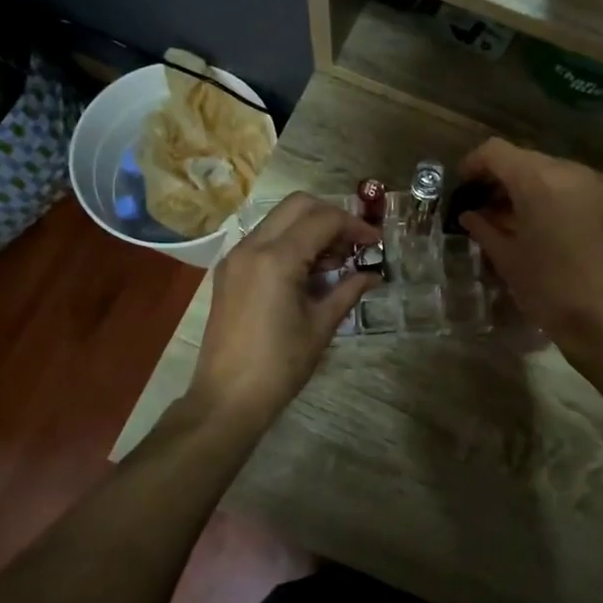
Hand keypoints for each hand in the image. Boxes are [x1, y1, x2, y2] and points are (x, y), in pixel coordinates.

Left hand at [190, 193, 378, 427]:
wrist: (227, 398)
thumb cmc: (280, 365)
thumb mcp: (321, 326)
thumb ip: (348, 291)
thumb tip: (372, 275)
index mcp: (276, 259)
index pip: (323, 219)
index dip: (354, 226)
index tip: (375, 243)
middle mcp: (251, 247)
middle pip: (298, 205)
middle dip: (331, 217)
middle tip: (354, 244)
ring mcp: (235, 257)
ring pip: (279, 219)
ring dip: (310, 228)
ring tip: (335, 261)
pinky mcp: (228, 271)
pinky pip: (264, 239)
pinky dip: (290, 242)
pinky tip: (308, 272)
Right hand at [456, 138, 602, 351]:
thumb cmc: (547, 288)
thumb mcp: (507, 257)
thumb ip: (484, 227)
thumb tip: (470, 214)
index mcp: (537, 181)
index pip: (496, 151)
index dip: (474, 163)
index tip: (463, 185)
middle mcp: (568, 172)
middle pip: (524, 158)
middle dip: (501, 177)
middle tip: (484, 204)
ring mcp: (593, 184)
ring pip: (549, 170)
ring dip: (526, 186)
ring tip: (511, 216)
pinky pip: (571, 186)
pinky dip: (551, 195)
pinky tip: (540, 223)